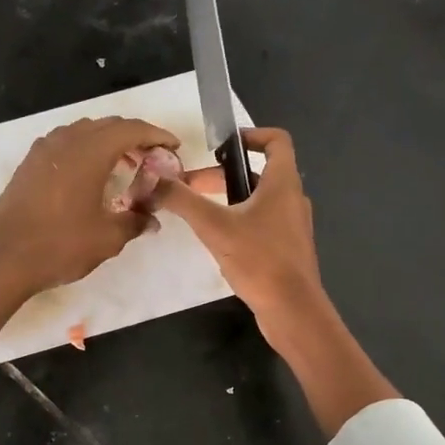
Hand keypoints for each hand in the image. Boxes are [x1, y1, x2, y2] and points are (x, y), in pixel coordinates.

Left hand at [0, 116, 177, 377]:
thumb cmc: (60, 245)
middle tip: (151, 160)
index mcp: (90, 151)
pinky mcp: (28, 165)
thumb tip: (150, 220)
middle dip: (134, 138)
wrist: (3, 258)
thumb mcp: (107, 238)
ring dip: (107, 143)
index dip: (156, 135)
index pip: (131, 129)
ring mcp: (43, 151)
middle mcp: (66, 141)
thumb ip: (134, 222)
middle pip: (108, 126)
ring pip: (83, 132)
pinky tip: (89, 177)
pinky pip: (64, 145)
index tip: (173, 147)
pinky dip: (84, 151)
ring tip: (122, 166)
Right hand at [151, 127, 322, 347]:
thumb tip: (151, 179)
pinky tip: (217, 241)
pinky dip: (239, 221)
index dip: (251, 135)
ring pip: (259, 200)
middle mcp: (292, 199)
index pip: (276, 141)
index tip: (222, 145)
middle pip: (259, 173)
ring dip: (229, 199)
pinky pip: (262, 223)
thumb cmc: (260, 260)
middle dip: (223, 175)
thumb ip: (182, 200)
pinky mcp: (287, 249)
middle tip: (190, 186)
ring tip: (198, 213)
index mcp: (283, 183)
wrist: (292, 310)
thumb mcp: (214, 226)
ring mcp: (292, 226)